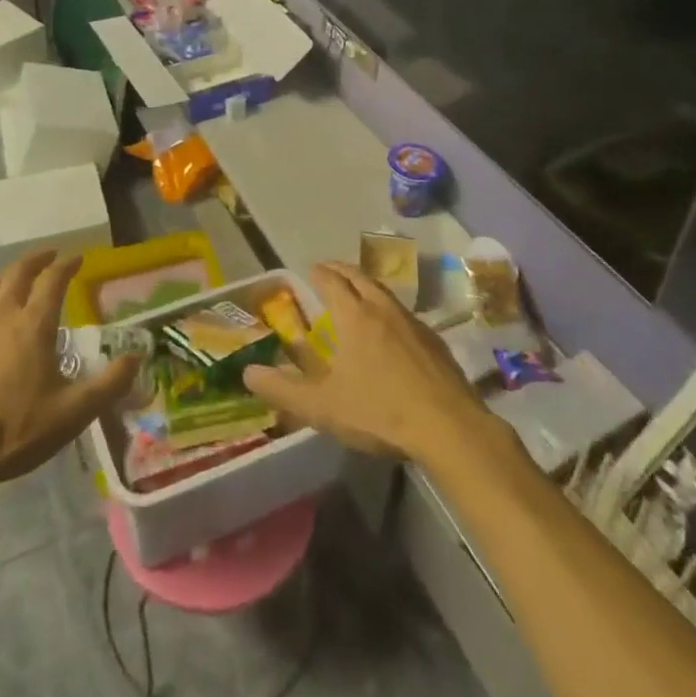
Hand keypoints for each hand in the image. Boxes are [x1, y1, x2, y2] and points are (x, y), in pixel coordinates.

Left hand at [0, 252, 137, 495]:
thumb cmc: (14, 431)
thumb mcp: (72, 413)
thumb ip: (109, 384)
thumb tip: (137, 358)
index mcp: (34, 324)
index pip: (54, 280)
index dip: (68, 265)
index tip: (79, 258)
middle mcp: (3, 315)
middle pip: (19, 272)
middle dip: (38, 259)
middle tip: (51, 256)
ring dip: (10, 275)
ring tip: (19, 276)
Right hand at [243, 262, 493, 464]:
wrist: (448, 427)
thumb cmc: (379, 412)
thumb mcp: (322, 407)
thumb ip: (282, 389)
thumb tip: (247, 372)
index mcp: (354, 316)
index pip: (331, 281)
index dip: (319, 273)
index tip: (310, 269)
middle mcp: (382, 309)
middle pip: (359, 277)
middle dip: (341, 271)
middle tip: (329, 271)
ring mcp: (413, 322)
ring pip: (384, 292)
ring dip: (367, 286)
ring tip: (357, 293)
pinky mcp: (434, 341)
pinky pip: (404, 313)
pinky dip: (388, 309)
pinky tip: (391, 329)